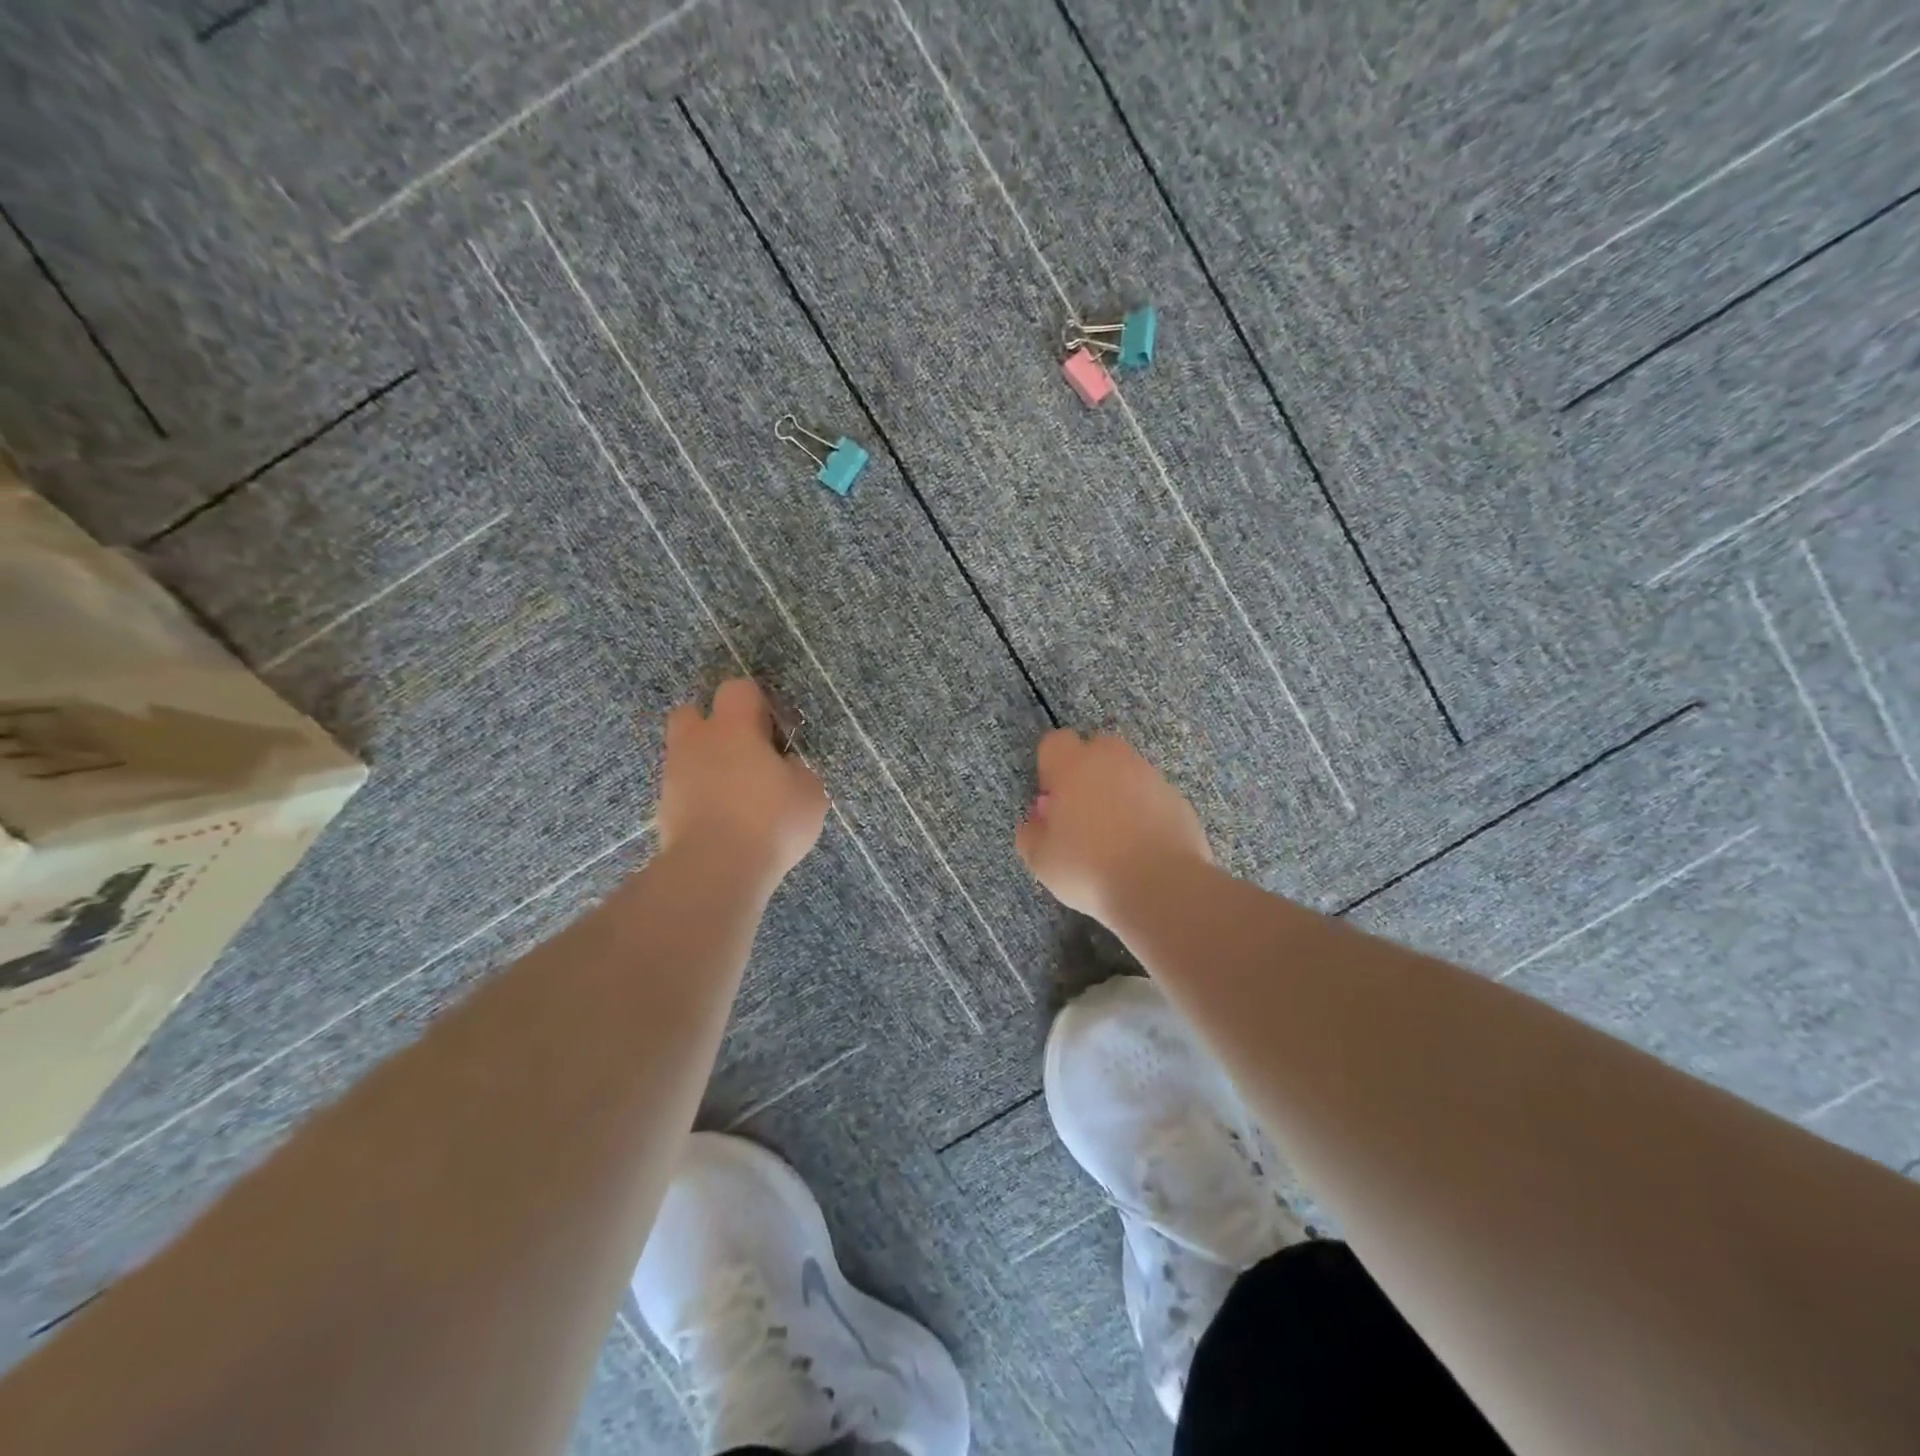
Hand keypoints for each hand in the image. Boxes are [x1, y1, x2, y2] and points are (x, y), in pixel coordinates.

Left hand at [657, 679, 827, 895]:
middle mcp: (697, 742)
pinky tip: (724, 820)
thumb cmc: (770, 820)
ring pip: (685, 754)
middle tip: (744, 753)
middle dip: (715, 726)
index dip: (758, 703)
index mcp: (733, 727)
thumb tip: (785, 767)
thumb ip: (798, 770)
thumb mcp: (809, 792)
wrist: (715, 870)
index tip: (774, 730)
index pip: (738, 689)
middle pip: (693, 713)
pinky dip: (699, 797)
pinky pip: (683, 790)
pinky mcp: (664, 809)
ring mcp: (674, 776)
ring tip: (737, 794)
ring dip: (706, 764)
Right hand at [1015, 729, 1211, 922]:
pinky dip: (1144, 810)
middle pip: (1094, 748)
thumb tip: (1036, 821)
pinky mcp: (1177, 798)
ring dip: (1117, 791)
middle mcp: (1113, 760)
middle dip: (1085, 772)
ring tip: (1114, 834)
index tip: (1051, 800)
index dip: (1049, 768)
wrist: (1161, 886)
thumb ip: (1031, 833)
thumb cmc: (1089, 868)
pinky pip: (1152, 795)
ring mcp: (1150, 776)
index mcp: (1073, 766)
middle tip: (1081, 813)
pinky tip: (1141, 844)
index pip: (1055, 742)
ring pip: (1126, 771)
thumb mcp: (1041, 860)